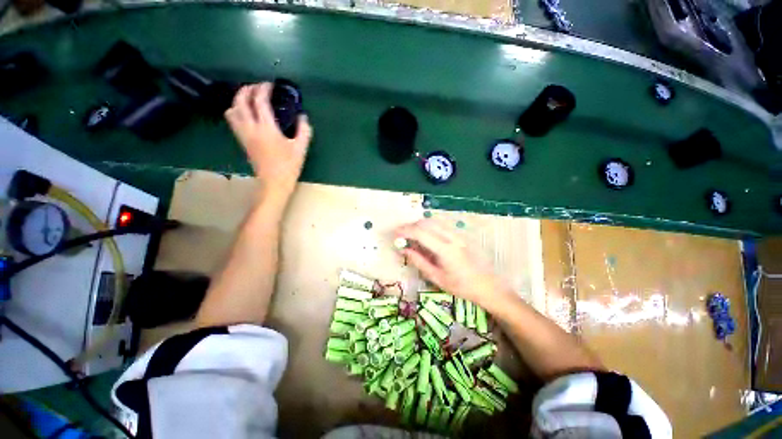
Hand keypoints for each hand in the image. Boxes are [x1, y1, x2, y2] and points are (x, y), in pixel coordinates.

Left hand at [225, 83, 312, 199]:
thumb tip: (303, 117)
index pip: (260, 101)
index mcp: (267, 128)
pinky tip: (247, 113)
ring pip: (232, 110)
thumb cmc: (288, 166)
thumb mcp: (300, 148)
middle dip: (247, 89)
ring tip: (250, 99)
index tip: (270, 84)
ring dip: (238, 100)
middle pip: (240, 101)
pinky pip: (233, 120)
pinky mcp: (242, 141)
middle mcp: (251, 128)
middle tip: (257, 87)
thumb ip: (303, 130)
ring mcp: (244, 135)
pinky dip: (237, 111)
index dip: (263, 89)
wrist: (273, 183)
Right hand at [395, 219, 511, 308]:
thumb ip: (419, 261)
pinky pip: (441, 225)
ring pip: (434, 221)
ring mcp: (458, 234)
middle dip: (411, 226)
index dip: (405, 231)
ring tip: (411, 234)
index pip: (421, 233)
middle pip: (426, 223)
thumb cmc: (462, 286)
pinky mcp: (462, 234)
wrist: (489, 286)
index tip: (395, 233)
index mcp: (445, 250)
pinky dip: (429, 226)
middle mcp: (452, 237)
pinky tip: (426, 235)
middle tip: (400, 234)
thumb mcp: (437, 278)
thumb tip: (404, 249)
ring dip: (419, 225)